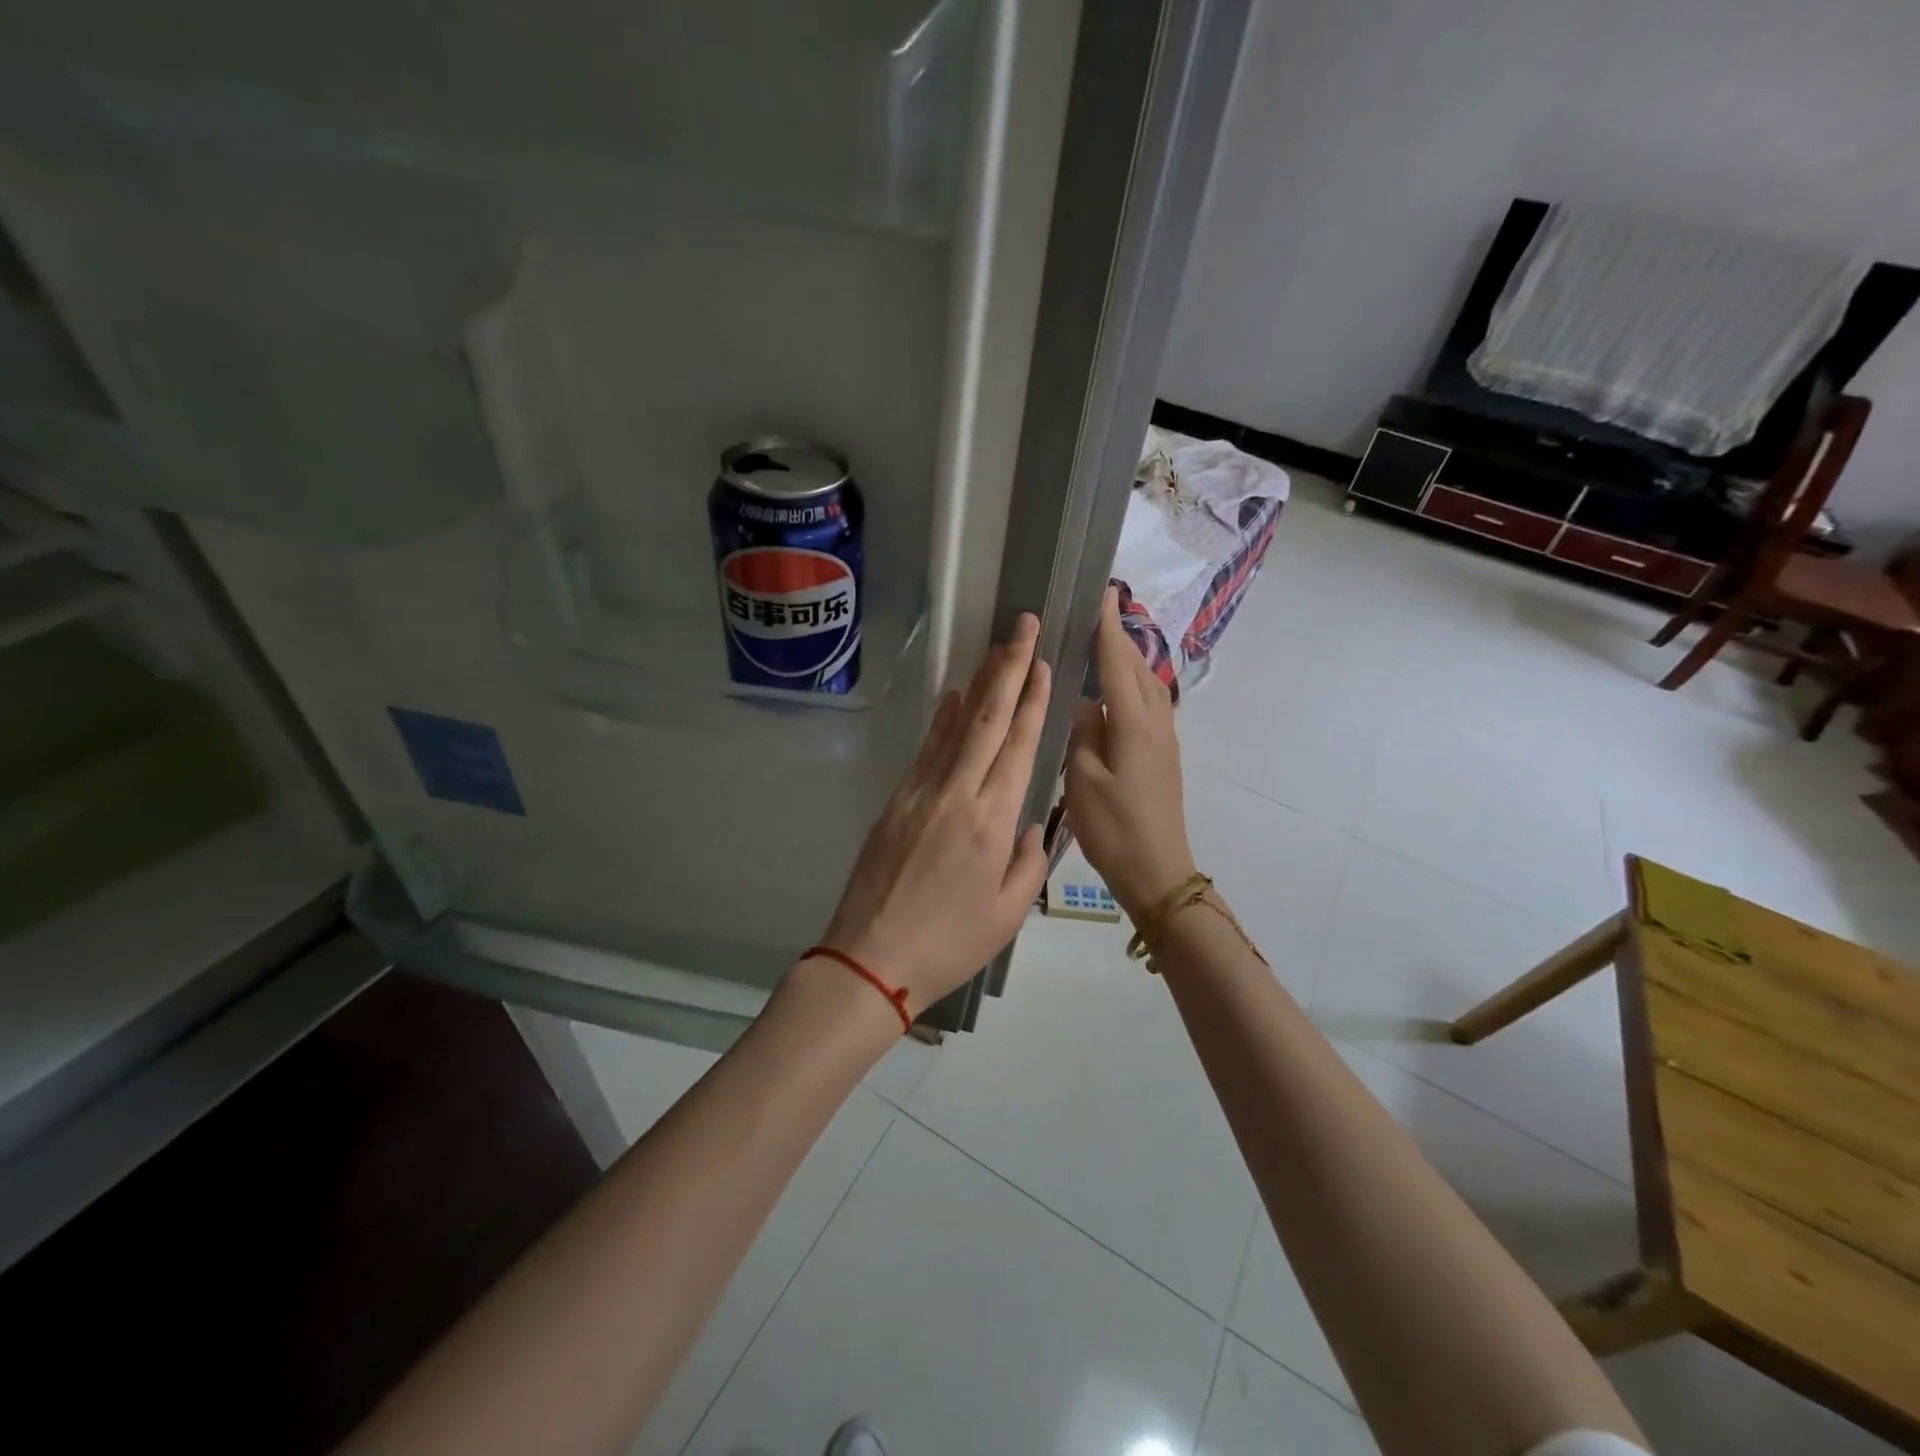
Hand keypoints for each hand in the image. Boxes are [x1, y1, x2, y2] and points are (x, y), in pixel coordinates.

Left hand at [812, 613, 1052, 1016]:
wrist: (870, 959)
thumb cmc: (950, 944)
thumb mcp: (1008, 914)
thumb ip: (1029, 862)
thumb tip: (1030, 823)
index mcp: (993, 822)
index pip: (1018, 747)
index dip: (1033, 701)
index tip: (1043, 664)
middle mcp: (958, 795)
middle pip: (987, 720)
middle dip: (1009, 668)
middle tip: (1023, 626)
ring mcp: (921, 793)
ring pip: (955, 727)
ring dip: (978, 684)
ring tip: (997, 649)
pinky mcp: (896, 801)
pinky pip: (926, 750)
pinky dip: (941, 720)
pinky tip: (952, 697)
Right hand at [1064, 586, 1196, 920]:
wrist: (1158, 870)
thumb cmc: (1114, 827)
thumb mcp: (1082, 779)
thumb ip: (1082, 732)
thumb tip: (1085, 702)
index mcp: (1133, 722)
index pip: (1117, 661)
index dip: (1106, 626)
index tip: (1102, 591)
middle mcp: (1155, 721)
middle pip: (1136, 667)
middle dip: (1118, 636)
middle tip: (1095, 611)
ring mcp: (1164, 738)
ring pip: (1146, 684)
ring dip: (1127, 659)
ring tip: (1103, 644)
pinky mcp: (1164, 754)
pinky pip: (1149, 703)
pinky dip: (1132, 684)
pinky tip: (1115, 691)